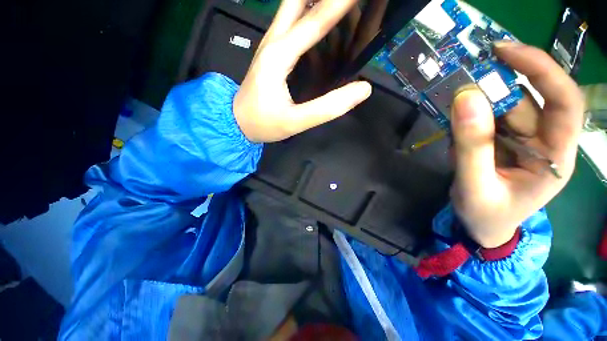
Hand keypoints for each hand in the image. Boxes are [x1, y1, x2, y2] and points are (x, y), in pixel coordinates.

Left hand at [233, 0, 371, 142]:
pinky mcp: (271, 52)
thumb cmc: (263, 123)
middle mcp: (273, 41)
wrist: (238, 123)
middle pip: (298, 0)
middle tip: (348, 1)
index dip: (341, 2)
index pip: (316, 20)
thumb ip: (327, 108)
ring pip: (293, 6)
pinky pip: (290, 21)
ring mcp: (270, 44)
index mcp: (279, 56)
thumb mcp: (295, 121)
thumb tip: (362, 89)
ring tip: (339, 4)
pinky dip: (307, 11)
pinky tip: (319, 15)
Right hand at [450, 42, 583, 247]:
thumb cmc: (485, 215)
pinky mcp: (503, 142)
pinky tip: (454, 130)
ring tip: (449, 111)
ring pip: (502, 109)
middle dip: (495, 87)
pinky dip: (467, 119)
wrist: (482, 227)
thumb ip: (471, 146)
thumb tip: (465, 98)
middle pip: (526, 102)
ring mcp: (523, 141)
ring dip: (475, 106)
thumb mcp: (474, 185)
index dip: (541, 71)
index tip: (506, 51)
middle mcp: (544, 142)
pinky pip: (486, 120)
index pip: (564, 103)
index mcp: (554, 157)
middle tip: (461, 77)